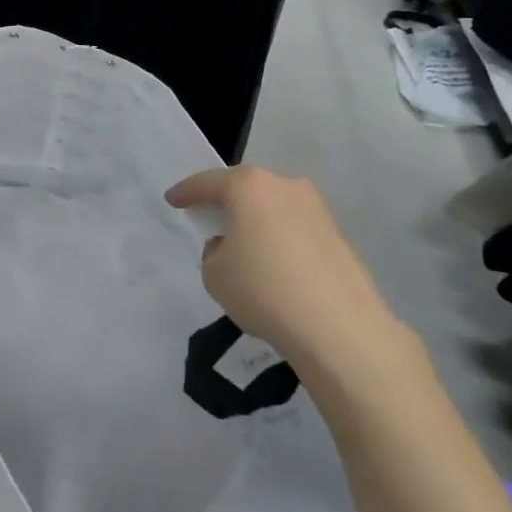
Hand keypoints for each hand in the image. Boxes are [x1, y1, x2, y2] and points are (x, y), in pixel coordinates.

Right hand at [166, 167, 419, 390]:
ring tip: (246, 249)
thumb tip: (232, 247)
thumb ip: (214, 252)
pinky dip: (282, 241)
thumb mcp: (214, 274)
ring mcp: (317, 209)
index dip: (186, 192)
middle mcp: (285, 186)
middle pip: (246, 189)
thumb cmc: (263, 289)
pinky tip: (276, 268)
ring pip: (274, 208)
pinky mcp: (339, 236)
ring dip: (258, 222)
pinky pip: (297, 230)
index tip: (172, 200)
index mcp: (249, 186)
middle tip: (210, 220)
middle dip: (227, 203)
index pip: (207, 183)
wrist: (339, 328)